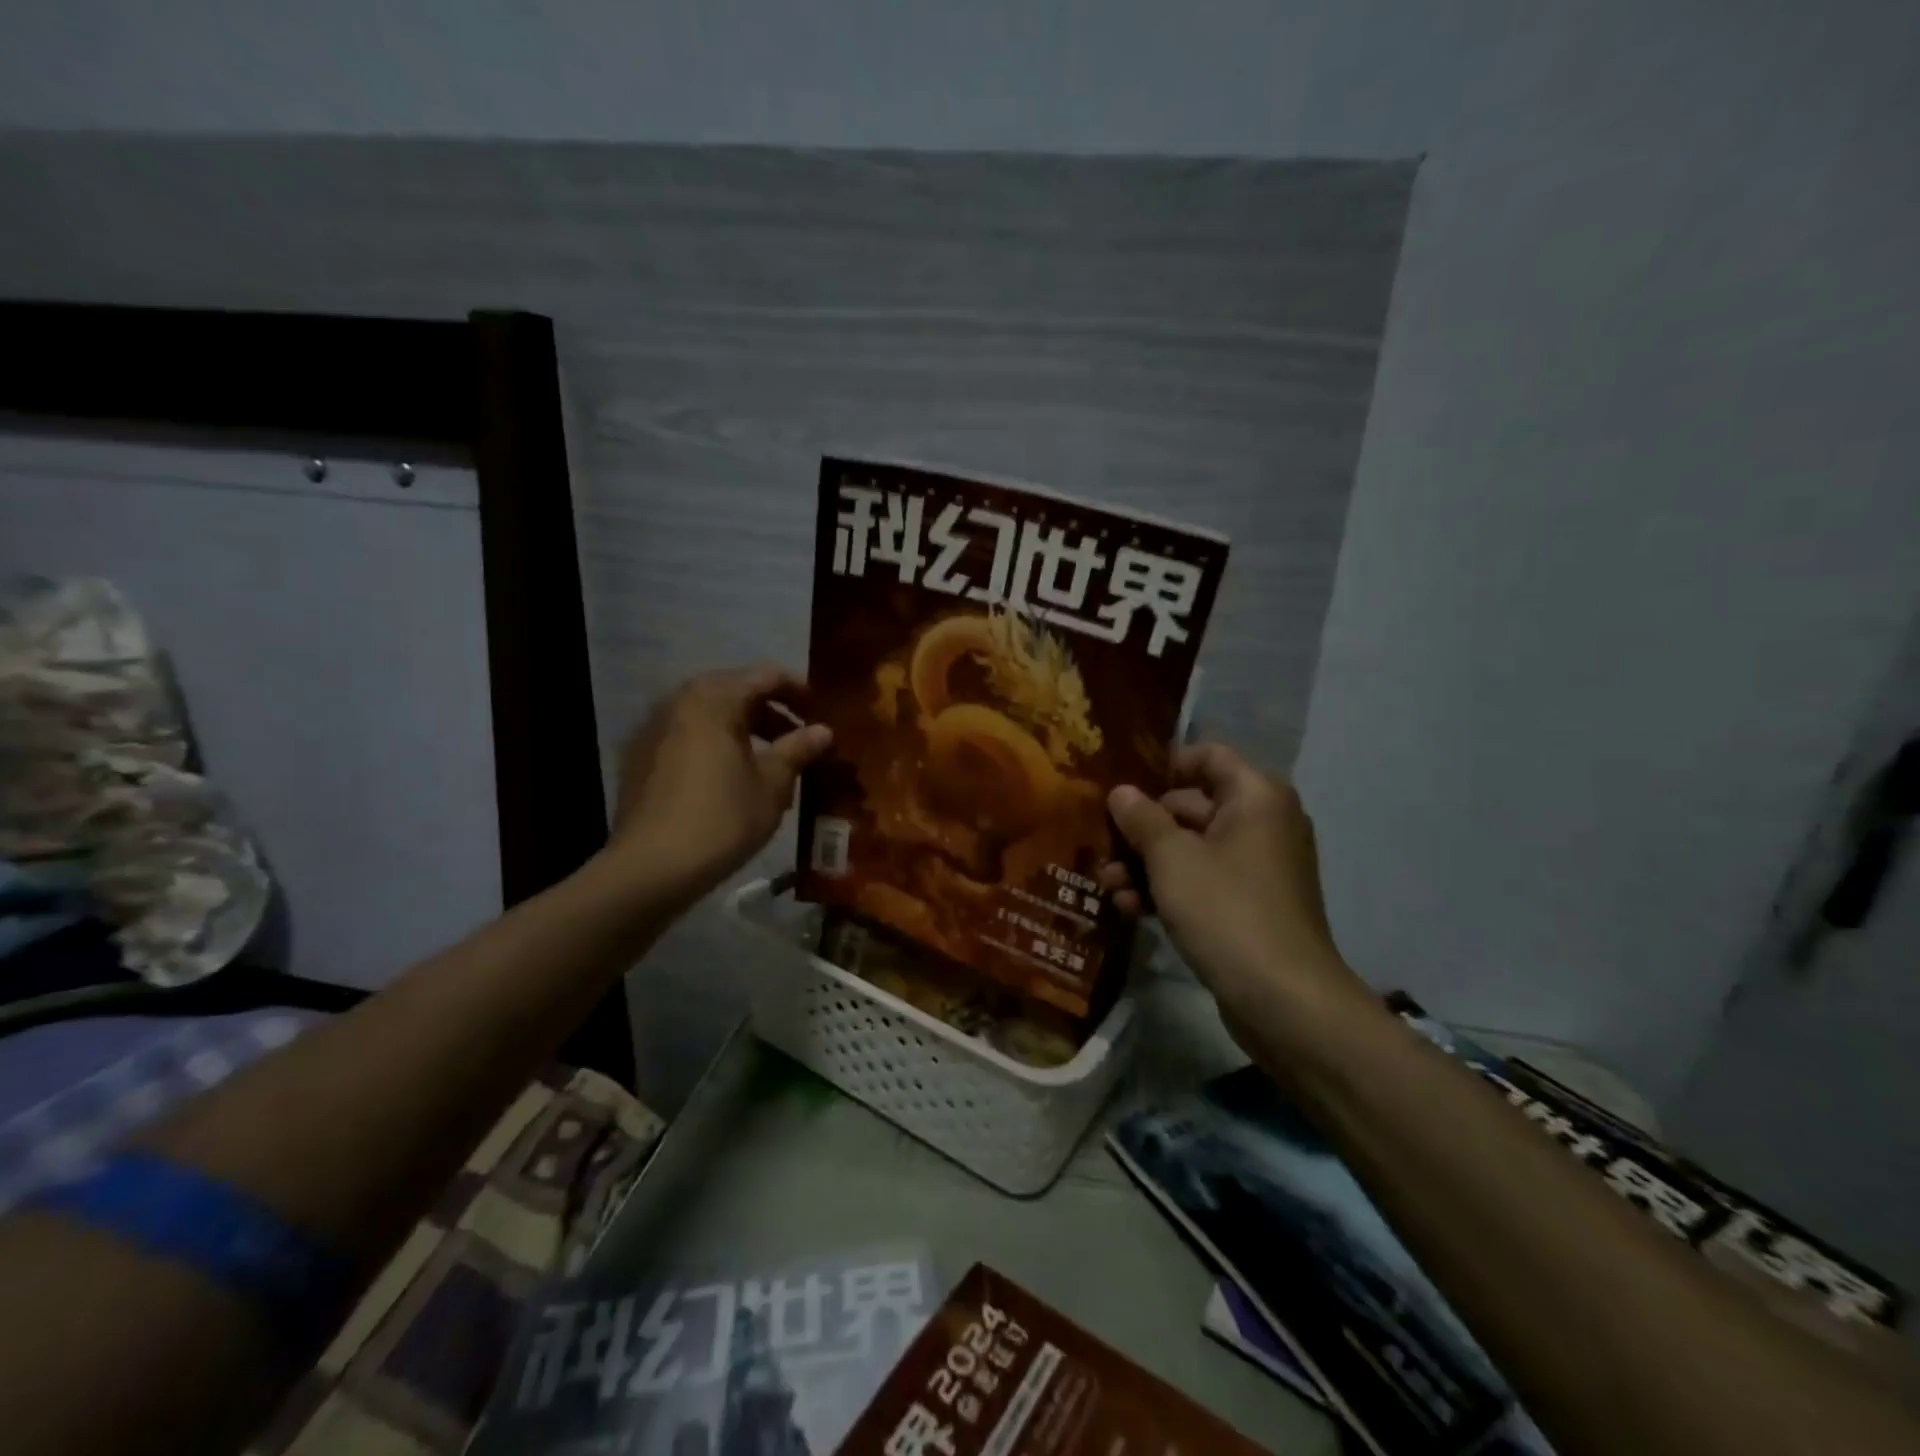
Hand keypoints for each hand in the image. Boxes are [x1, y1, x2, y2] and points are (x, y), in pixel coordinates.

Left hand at [607, 665, 831, 907]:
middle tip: (800, 740)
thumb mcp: (772, 784)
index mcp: (714, 698)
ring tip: (771, 763)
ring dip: (744, 731)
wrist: (649, 868)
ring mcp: (655, 729)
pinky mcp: (641, 758)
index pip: (766, 676)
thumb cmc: (722, 818)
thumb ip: (798, 749)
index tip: (822, 714)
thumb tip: (823, 731)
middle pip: (735, 692)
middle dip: (772, 713)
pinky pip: (689, 738)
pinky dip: (716, 747)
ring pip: (711, 716)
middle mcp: (680, 701)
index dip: (799, 691)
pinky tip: (732, 780)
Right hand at [1099, 743, 1364, 1030]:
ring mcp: (1257, 868)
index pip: (1208, 757)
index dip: (1164, 766)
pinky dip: (1169, 890)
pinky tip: (1129, 910)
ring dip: (1147, 864)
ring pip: (1192, 849)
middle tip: (1102, 847)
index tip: (1124, 788)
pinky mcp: (1249, 906)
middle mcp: (1262, 823)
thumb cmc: (1226, 909)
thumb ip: (1141, 819)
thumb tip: (1120, 792)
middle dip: (1142, 829)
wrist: (1284, 1000)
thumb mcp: (1172, 859)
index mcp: (1255, 797)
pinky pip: (1203, 882)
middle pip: (1192, 806)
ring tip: (1107, 886)